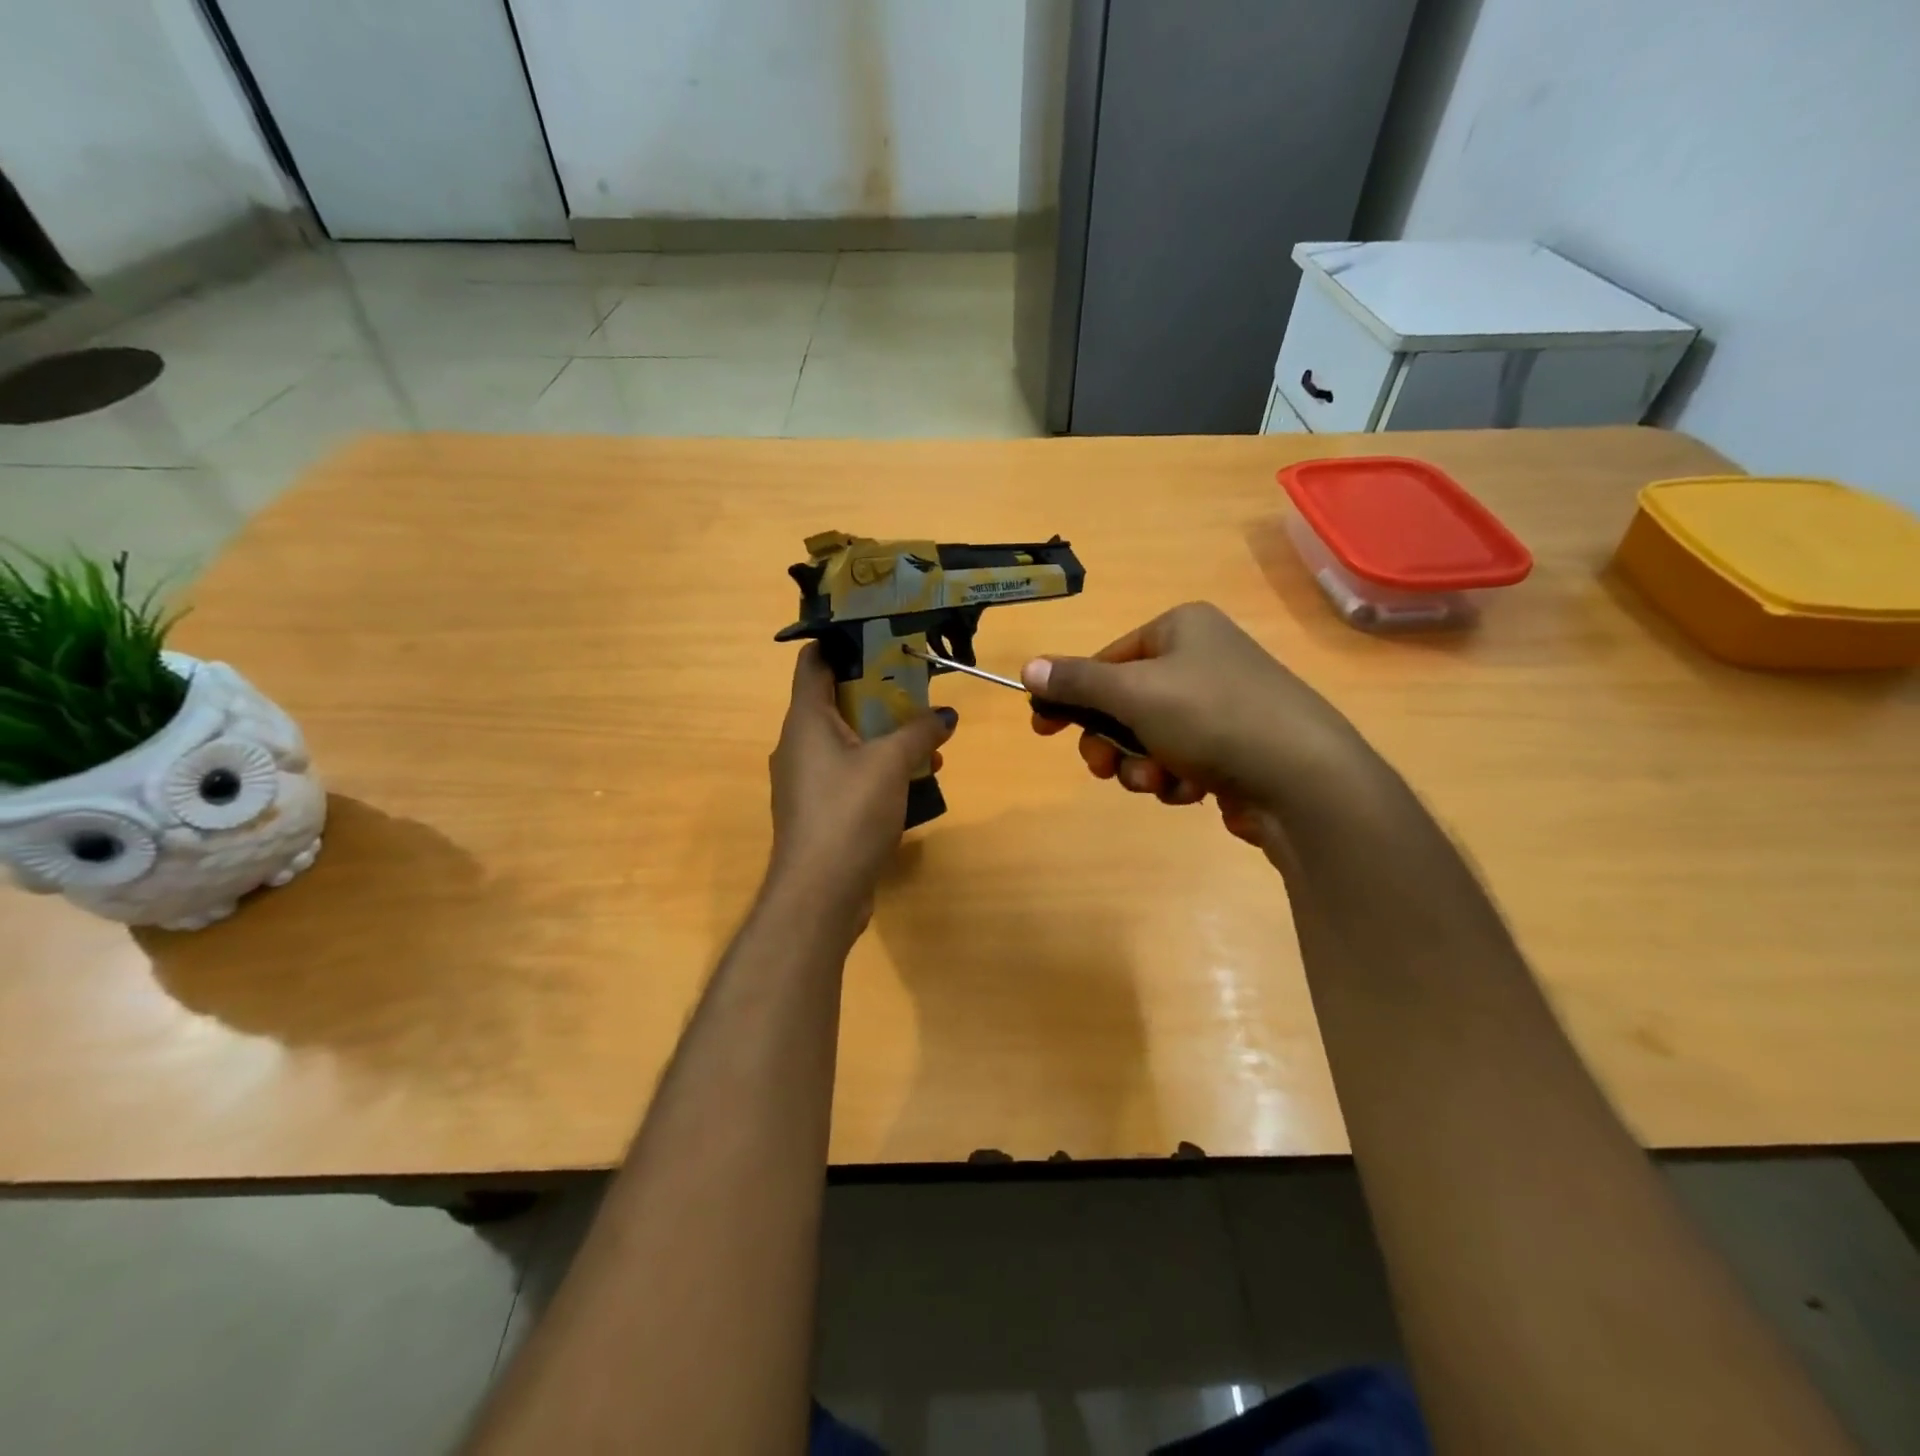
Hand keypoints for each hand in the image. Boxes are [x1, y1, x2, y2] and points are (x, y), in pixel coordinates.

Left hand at [766, 644, 957, 926]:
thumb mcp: (891, 764)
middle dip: (880, 692)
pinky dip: (877, 768)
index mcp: (805, 720)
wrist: (820, 894)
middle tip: (919, 688)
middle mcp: (798, 744)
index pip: (814, 660)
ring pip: (847, 740)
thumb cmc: (849, 813)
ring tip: (927, 738)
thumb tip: (945, 714)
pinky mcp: (818, 810)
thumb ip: (919, 731)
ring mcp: (806, 780)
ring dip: (885, 735)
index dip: (843, 641)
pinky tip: (914, 779)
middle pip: (837, 700)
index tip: (882, 635)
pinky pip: (849, 773)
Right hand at [1023, 602, 1374, 855]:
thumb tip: (1028, 668)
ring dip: (1142, 765)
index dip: (1072, 696)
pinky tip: (1191, 790)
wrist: (1303, 779)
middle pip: (1124, 702)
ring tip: (1161, 780)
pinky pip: (1180, 760)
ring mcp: (1222, 705)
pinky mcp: (1235, 748)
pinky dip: (1175, 778)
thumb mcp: (1132, 693)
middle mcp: (1202, 659)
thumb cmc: (1212, 717)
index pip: (1106, 658)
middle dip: (1112, 741)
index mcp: (1181, 629)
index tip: (1043, 728)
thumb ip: (1076, 681)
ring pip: (1148, 738)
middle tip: (1104, 766)